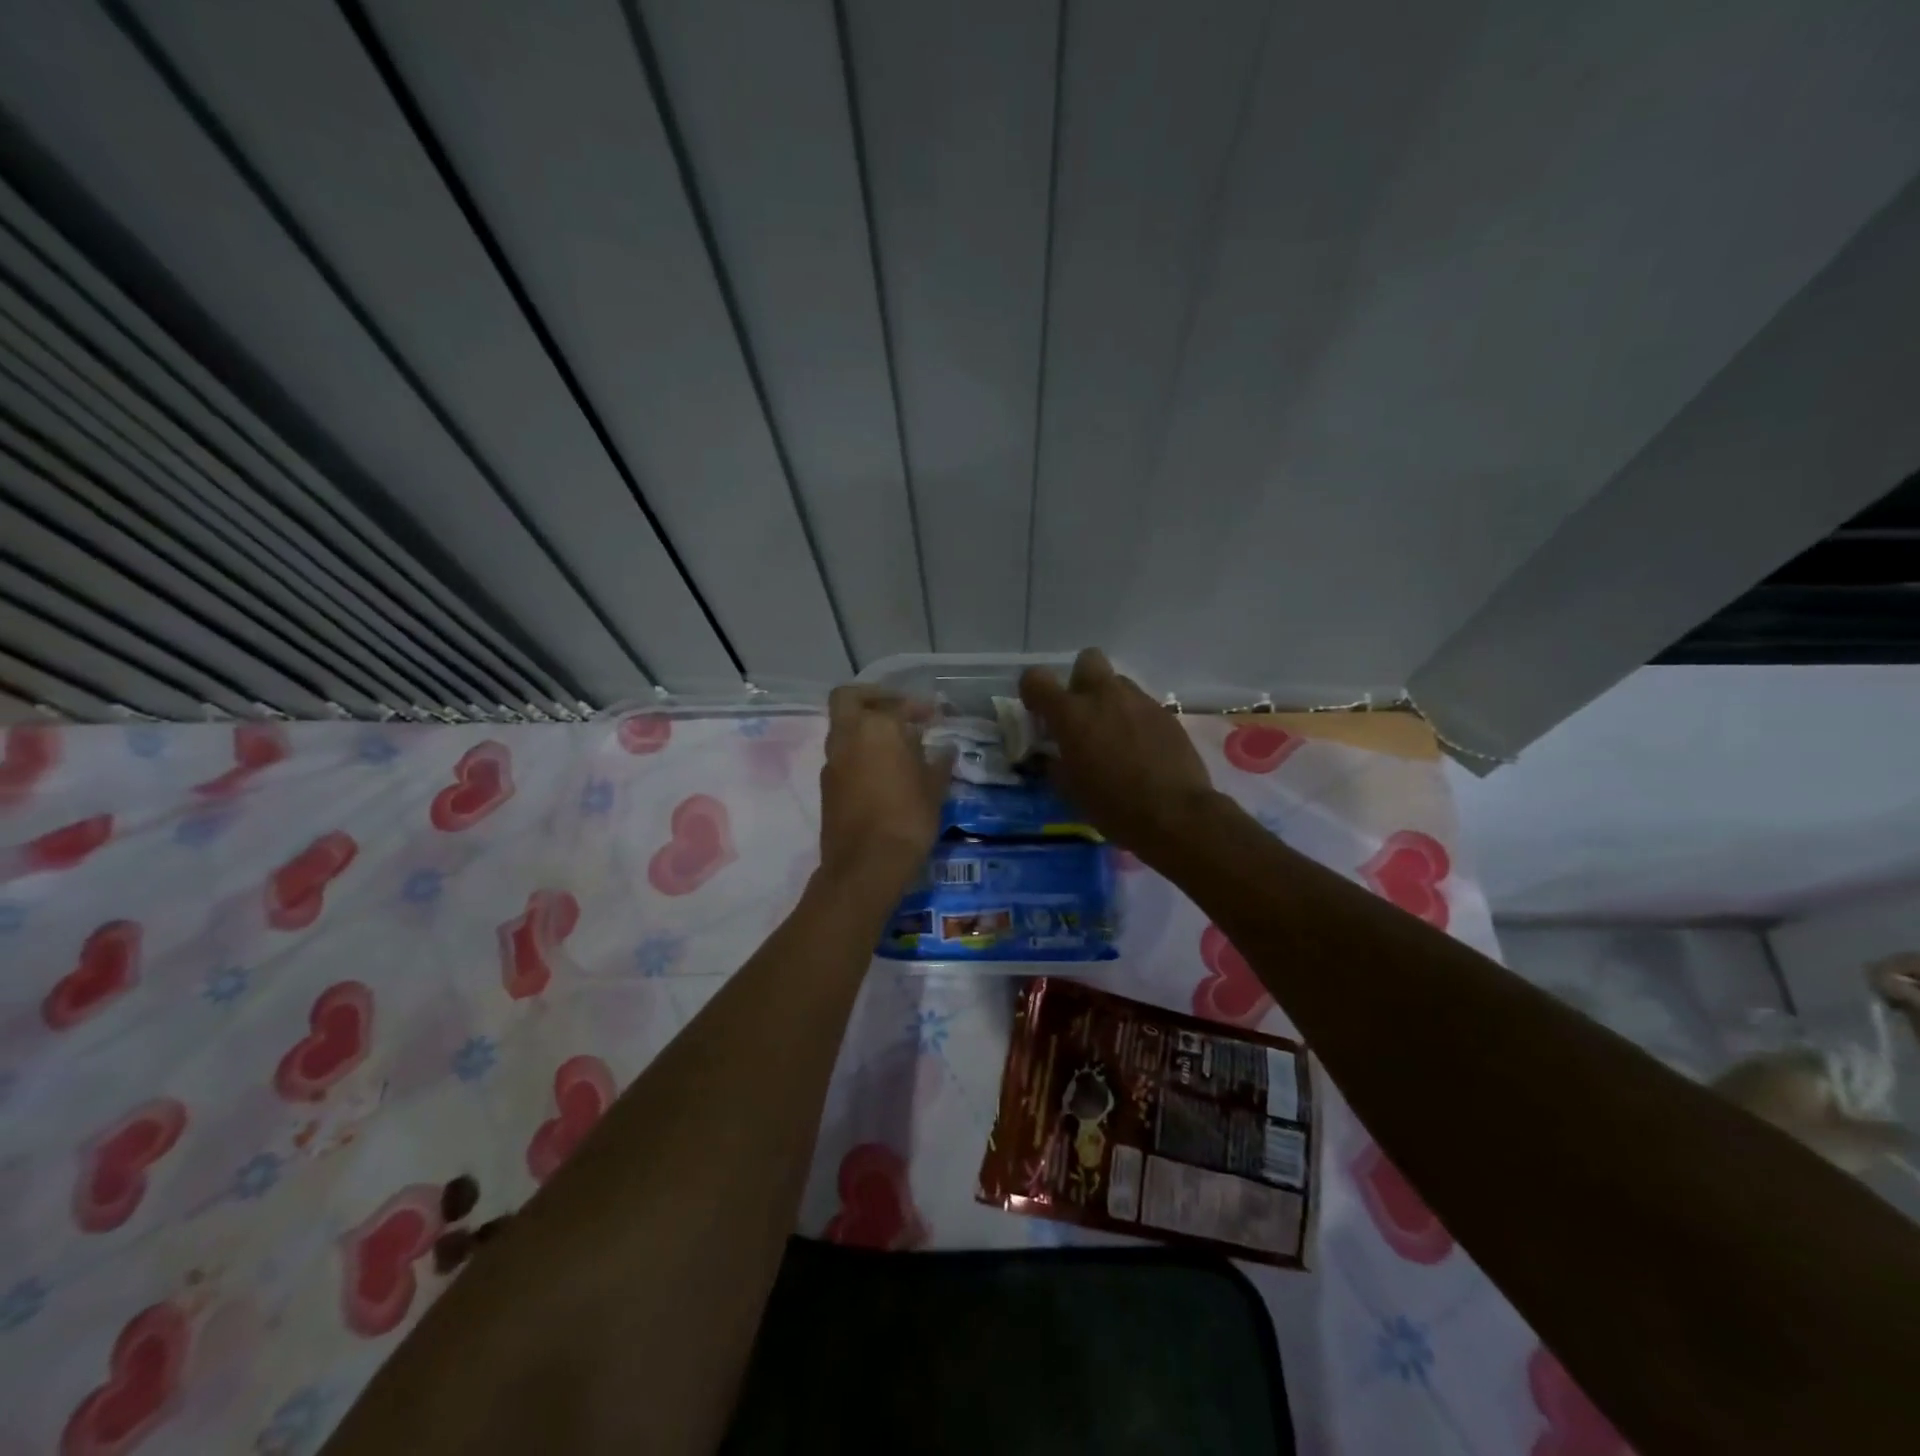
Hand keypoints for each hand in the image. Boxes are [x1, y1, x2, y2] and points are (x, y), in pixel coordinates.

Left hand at [818, 687, 953, 900]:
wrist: (866, 865)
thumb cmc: (908, 819)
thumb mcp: (934, 788)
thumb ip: (938, 762)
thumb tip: (945, 749)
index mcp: (876, 728)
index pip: (896, 705)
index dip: (917, 707)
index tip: (933, 716)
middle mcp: (848, 737)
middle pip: (848, 699)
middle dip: (872, 698)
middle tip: (896, 710)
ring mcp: (832, 761)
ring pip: (843, 728)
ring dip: (865, 728)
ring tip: (895, 745)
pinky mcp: (826, 786)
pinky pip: (842, 755)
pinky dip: (859, 752)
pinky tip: (883, 771)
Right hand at [1019, 649, 1219, 858]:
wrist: (1175, 814)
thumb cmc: (1112, 806)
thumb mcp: (1069, 790)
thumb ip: (1054, 762)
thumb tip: (1051, 754)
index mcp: (1070, 713)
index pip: (1036, 679)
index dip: (1033, 692)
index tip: (1039, 714)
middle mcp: (1104, 695)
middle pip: (1086, 660)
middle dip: (1079, 681)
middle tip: (1081, 715)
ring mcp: (1139, 701)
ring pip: (1117, 683)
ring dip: (1109, 701)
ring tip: (1114, 736)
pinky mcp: (1166, 713)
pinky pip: (1141, 705)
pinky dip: (1134, 719)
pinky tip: (1140, 749)